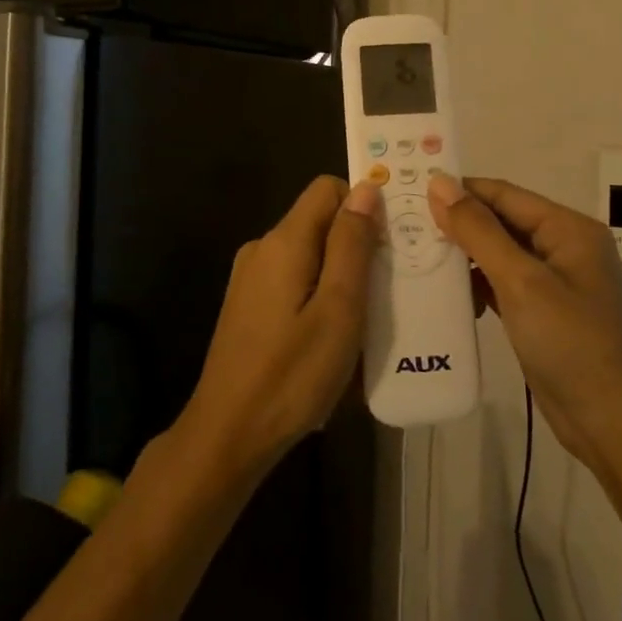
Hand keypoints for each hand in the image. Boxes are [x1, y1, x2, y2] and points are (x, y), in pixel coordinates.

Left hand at [177, 176, 381, 479]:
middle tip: (390, 286)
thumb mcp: (338, 308)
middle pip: (319, 222)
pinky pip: (294, 281)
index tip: (392, 242)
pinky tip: (334, 335)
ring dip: (341, 275)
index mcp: (283, 241)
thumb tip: (366, 188)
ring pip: (309, 255)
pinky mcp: (248, 305)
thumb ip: (352, 244)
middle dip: (357, 244)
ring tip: (369, 316)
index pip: (327, 189)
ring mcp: (250, 278)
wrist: (229, 432)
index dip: (363, 205)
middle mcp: (262, 248)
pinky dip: (319, 295)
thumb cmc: (292, 373)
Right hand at [427, 174, 621, 464]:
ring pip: (499, 254)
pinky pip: (503, 285)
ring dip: (463, 256)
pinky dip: (476, 285)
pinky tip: (446, 293)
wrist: (614, 424)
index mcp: (568, 228)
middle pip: (501, 222)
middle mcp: (564, 247)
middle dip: (457, 223)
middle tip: (404, 226)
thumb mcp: (521, 281)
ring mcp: (555, 283)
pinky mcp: (543, 313)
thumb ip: (478, 230)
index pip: (503, 193)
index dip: (459, 190)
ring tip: (414, 256)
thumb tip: (439, 182)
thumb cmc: (571, 343)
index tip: (409, 192)